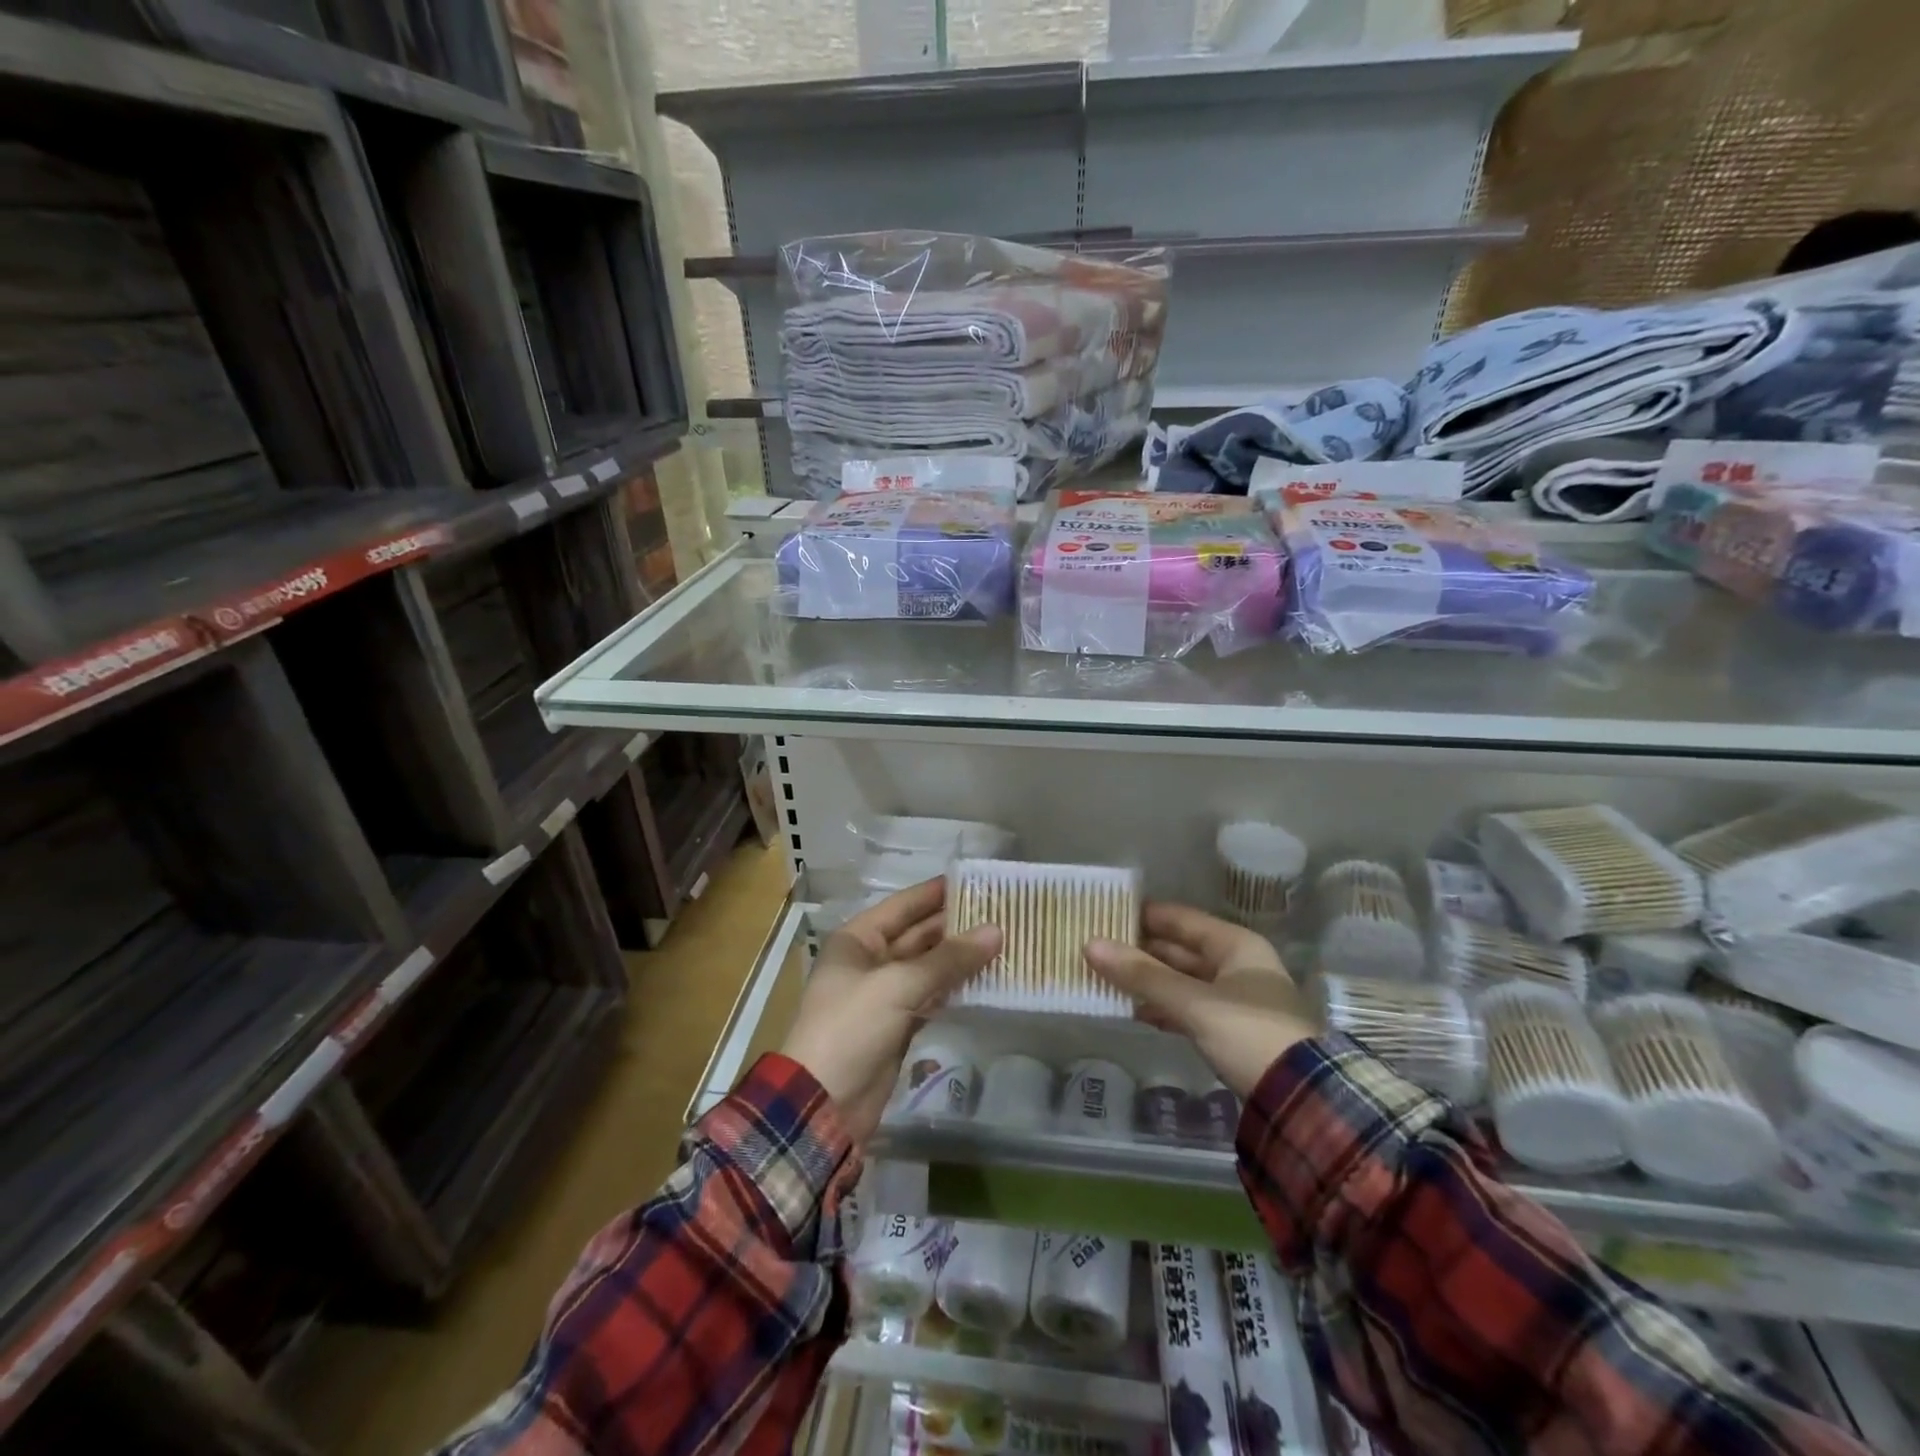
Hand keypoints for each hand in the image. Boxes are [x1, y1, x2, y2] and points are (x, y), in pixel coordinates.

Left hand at [780, 879, 1001, 1142]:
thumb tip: (996, 931)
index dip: (936, 893)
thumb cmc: (851, 1027)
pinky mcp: (897, 1025)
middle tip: (1000, 914)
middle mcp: (869, 961)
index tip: (975, 881)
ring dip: (959, 958)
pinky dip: (954, 989)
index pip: (903, 906)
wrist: (823, 1103)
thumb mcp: (898, 985)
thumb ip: (948, 959)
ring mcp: (883, 995)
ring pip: (927, 968)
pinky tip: (985, 979)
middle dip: (955, 926)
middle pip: (918, 935)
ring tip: (1002, 942)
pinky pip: (931, 997)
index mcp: (857, 940)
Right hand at [1084, 903, 1314, 1097]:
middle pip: (1179, 949)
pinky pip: (1188, 1007)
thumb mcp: (1193, 1003)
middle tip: (1096, 949)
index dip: (1143, 915)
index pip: (1180, 919)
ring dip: (1148, 981)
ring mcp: (1235, 998)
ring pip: (1181, 980)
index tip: (1105, 914)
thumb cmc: (1249, 1034)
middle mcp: (1236, 964)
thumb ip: (1142, 975)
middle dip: (1140, 951)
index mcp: (1235, 945)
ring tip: (1106, 979)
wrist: (1302, 1100)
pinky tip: (1135, 1011)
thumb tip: (1090, 944)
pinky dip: (1163, 1007)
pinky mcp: (1231, 1029)